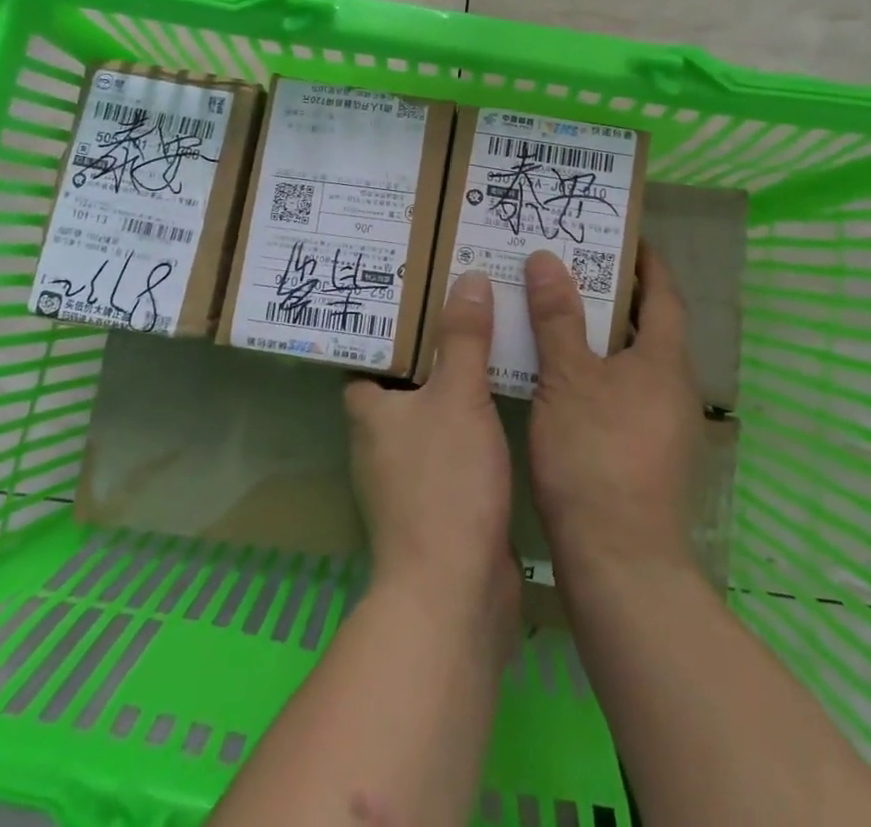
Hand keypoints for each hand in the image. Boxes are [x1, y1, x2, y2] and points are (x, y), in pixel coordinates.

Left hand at [345, 271, 518, 620]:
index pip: (367, 353)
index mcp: (368, 410)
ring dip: (454, 384)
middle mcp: (378, 440)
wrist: (455, 594)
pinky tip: (503, 401)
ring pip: (430, 412)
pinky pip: (452, 444)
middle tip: (466, 304)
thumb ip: (464, 338)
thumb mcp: (459, 397)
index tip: (420, 289)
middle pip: (402, 379)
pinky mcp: (436, 501)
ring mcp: (406, 474)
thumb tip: (468, 277)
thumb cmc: (445, 483)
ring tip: (490, 341)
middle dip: (431, 347)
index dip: (390, 323)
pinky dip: (471, 422)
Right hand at [525, 245, 701, 592]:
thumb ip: (557, 317)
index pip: (664, 293)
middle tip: (571, 268)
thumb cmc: (595, 456)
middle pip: (649, 326)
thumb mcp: (567, 378)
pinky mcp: (647, 454)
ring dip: (603, 335)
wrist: (620, 563)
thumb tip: (546, 259)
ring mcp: (664, 424)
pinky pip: (624, 392)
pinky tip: (560, 378)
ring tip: (558, 315)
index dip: (646, 261)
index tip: (621, 236)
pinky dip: (598, 372)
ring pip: (633, 362)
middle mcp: (674, 387)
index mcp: (664, 360)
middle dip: (616, 295)